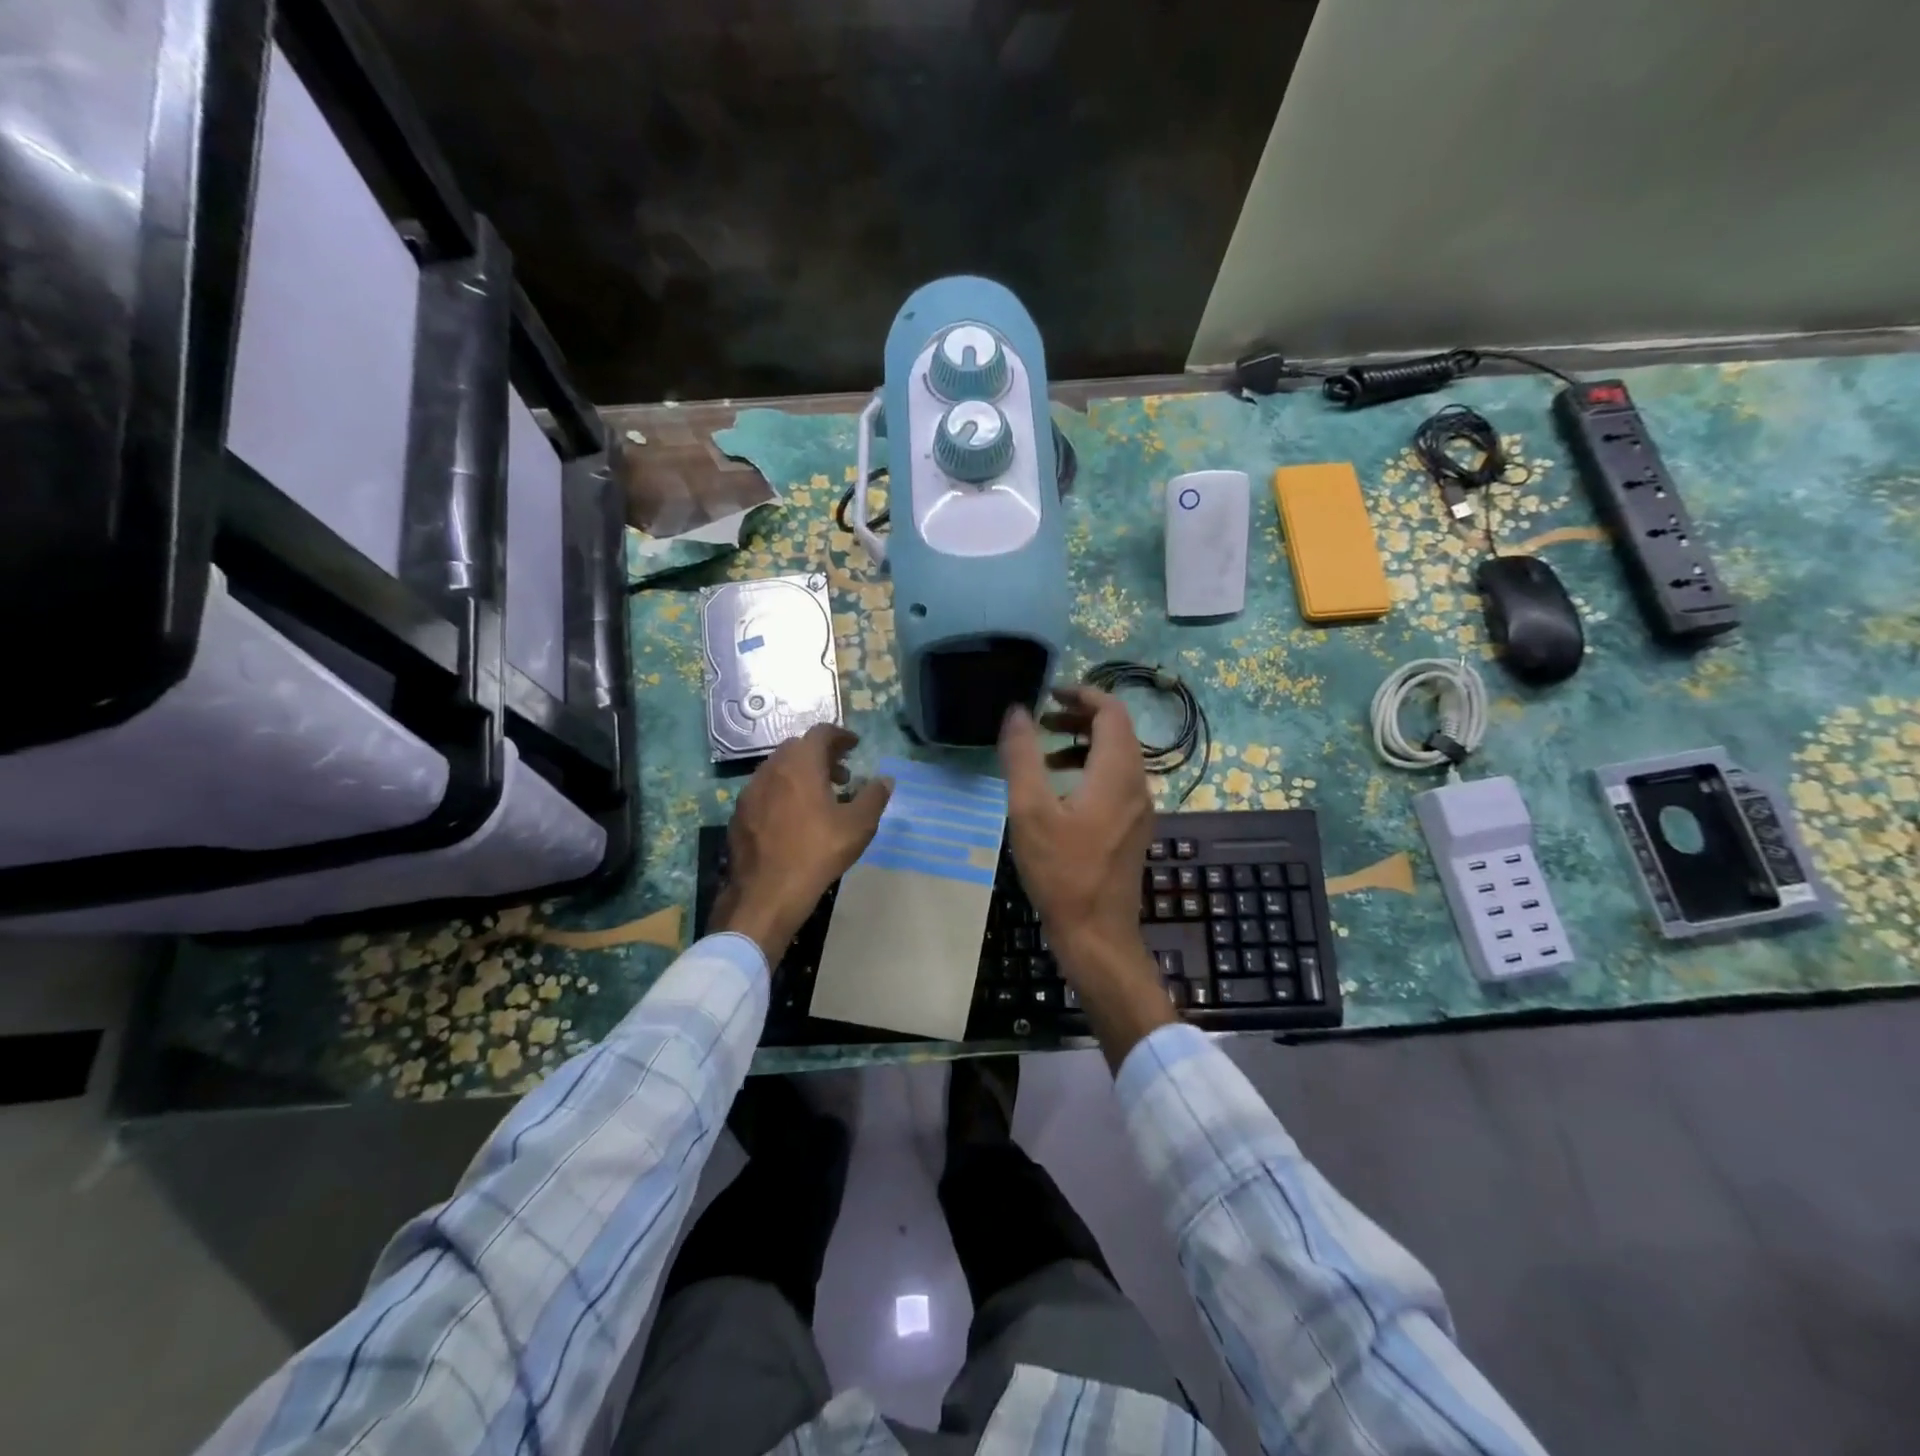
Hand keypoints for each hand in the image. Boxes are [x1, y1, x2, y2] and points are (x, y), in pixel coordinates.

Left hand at [712, 725, 891, 962]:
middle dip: (821, 755)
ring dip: (800, 773)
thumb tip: (885, 780)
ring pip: (778, 769)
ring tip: (819, 798)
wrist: (767, 893)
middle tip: (841, 775)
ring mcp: (751, 791)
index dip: (840, 736)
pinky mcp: (740, 813)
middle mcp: (772, 769)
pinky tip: (793, 818)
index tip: (854, 746)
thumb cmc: (817, 853)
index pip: (821, 733)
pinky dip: (782, 792)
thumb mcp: (858, 826)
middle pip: (798, 748)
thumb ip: (874, 797)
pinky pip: (765, 790)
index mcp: (801, 764)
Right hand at [999, 687, 1174, 1065]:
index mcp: (1116, 773)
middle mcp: (1137, 784)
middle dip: (1080, 717)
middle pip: (1117, 731)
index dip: (1083, 694)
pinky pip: (1116, 782)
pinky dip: (1090, 770)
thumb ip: (1022, 757)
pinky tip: (1060, 792)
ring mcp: (1139, 809)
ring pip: (1117, 757)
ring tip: (1044, 753)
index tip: (1049, 693)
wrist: (1097, 934)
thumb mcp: (1030, 811)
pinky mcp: (1132, 828)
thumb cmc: (1061, 871)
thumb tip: (1017, 711)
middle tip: (1042, 719)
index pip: (1112, 712)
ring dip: (1083, 744)